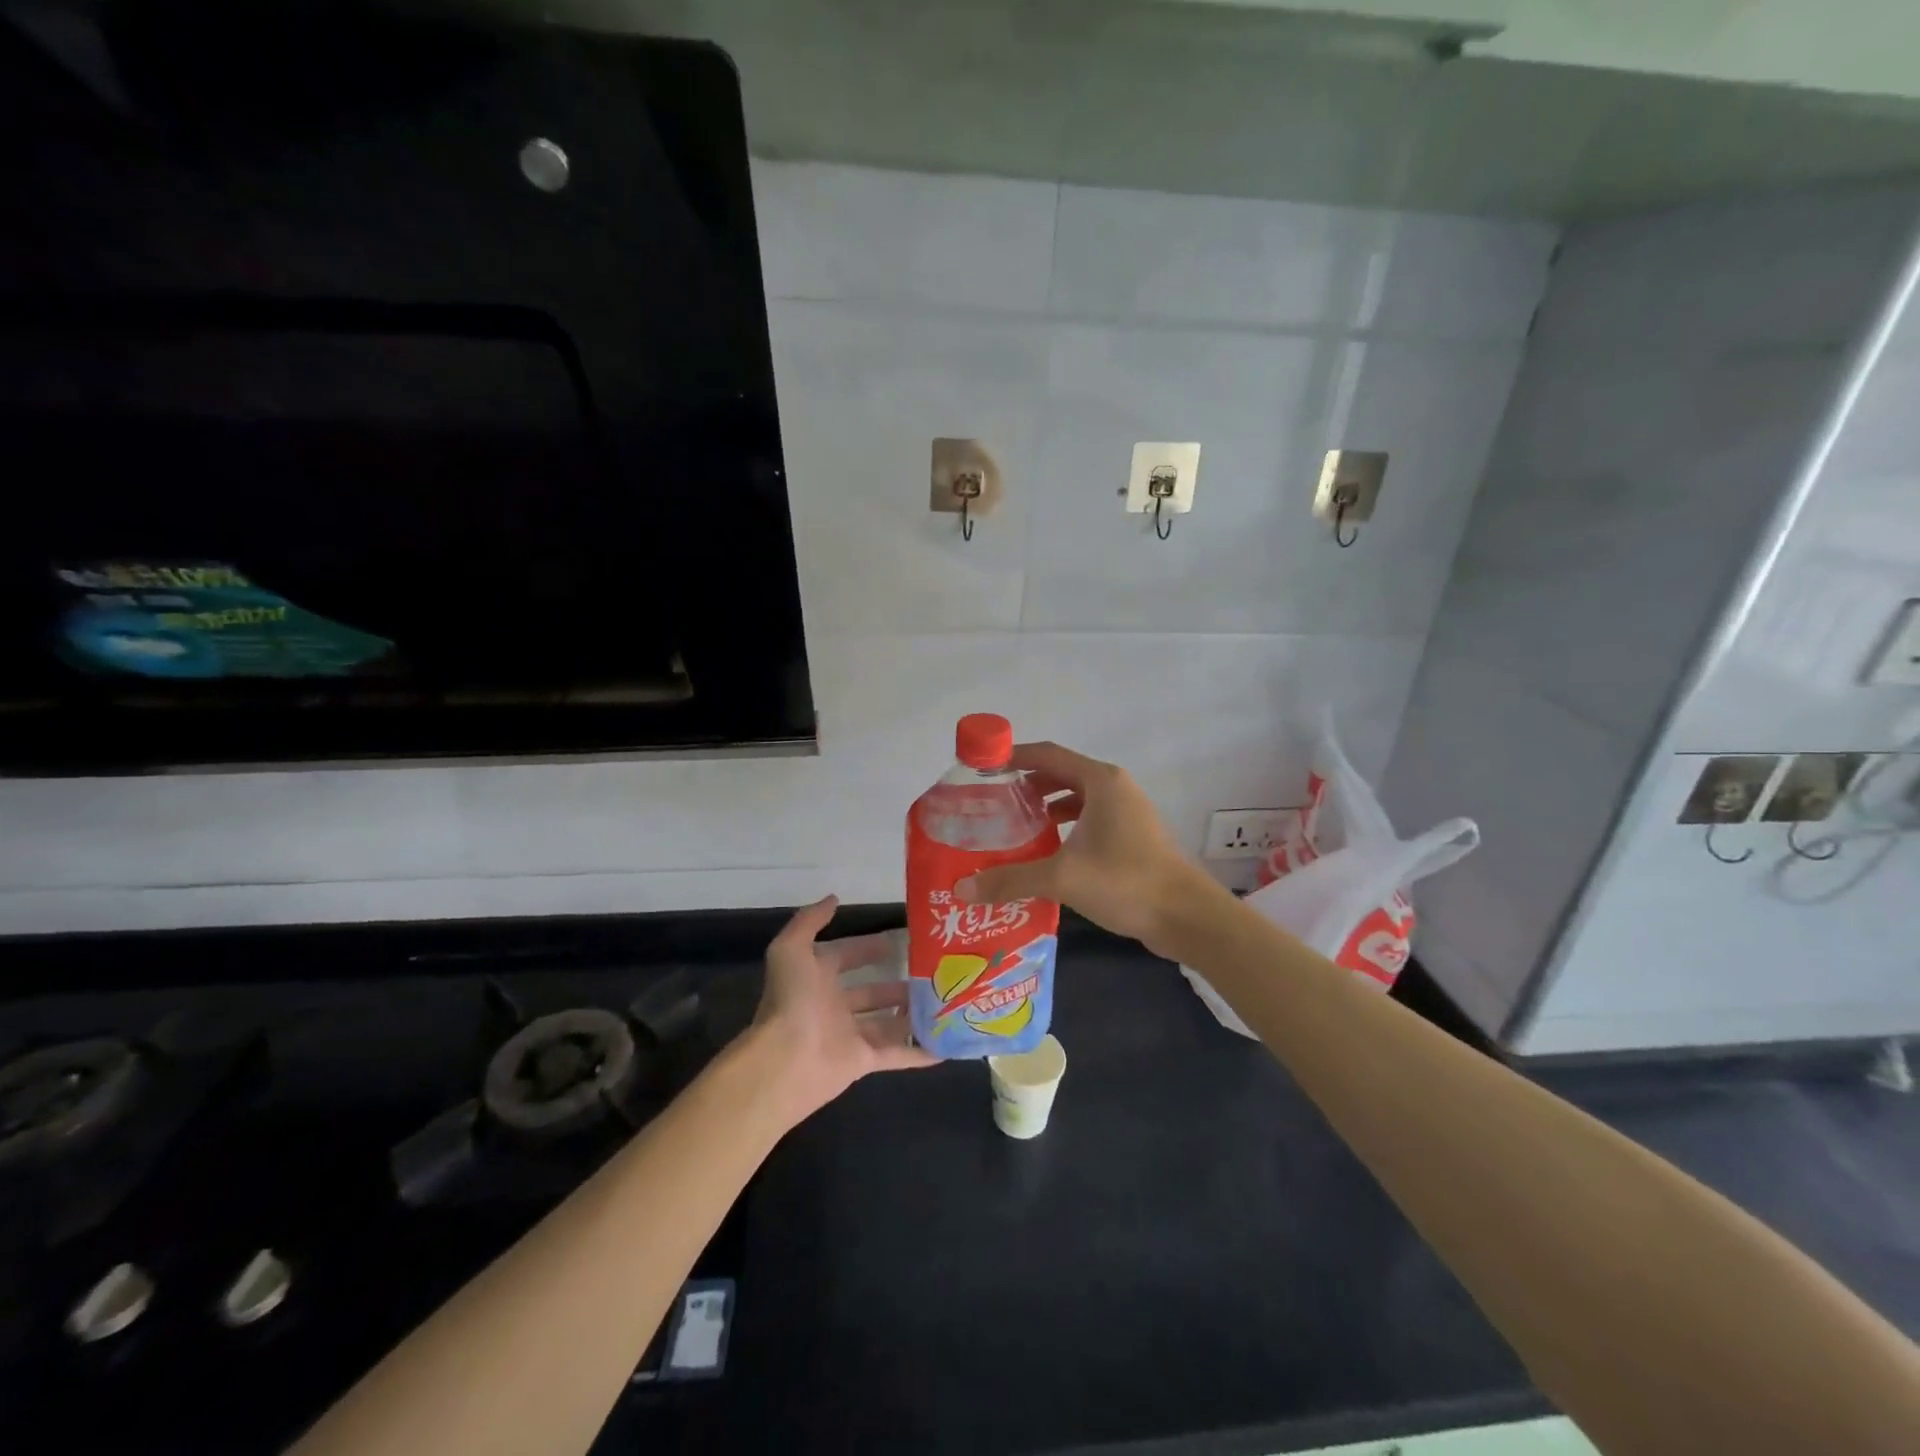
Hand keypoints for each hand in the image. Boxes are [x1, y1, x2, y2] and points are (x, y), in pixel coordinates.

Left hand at [749, 895, 934, 1126]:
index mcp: (817, 978)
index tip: (898, 940)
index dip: (868, 948)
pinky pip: (896, 1055)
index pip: (846, 957)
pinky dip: (918, 1053)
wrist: (785, 1060)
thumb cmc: (791, 1000)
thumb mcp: (791, 949)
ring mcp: (849, 1035)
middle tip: (930, 972)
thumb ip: (810, 921)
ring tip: (943, 1001)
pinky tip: (945, 1046)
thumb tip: (833, 898)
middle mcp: (833, 1006)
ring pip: (886, 1022)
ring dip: (910, 1014)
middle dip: (895, 983)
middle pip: (870, 992)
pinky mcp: (863, 1062)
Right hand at [953, 742, 1220, 959]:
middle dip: (1026, 785)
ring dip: (1045, 808)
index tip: (982, 768)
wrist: (1187, 916)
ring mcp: (1127, 812)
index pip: (1047, 754)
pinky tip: (1046, 851)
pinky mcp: (1132, 836)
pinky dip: (1065, 827)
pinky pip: (1090, 819)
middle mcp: (1114, 788)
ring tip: (1012, 827)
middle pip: (1061, 773)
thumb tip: (961, 889)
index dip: (1013, 757)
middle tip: (991, 802)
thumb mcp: (1062, 878)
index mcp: (1100, 781)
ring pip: (1077, 798)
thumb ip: (1011, 879)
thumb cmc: (1125, 882)